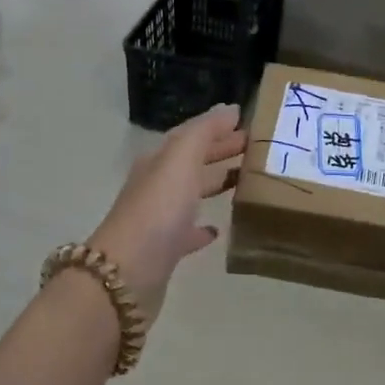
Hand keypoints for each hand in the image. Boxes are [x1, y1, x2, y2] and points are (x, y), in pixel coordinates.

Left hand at [89, 104, 246, 317]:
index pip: (191, 136)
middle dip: (221, 152)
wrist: (127, 275)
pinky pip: (188, 232)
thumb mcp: (180, 161)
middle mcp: (156, 186)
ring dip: (215, 184)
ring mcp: (159, 219)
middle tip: (257, 150)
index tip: (251, 125)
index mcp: (159, 162)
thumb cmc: (157, 211)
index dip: (218, 128)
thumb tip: (230, 109)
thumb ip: (204, 132)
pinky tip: (218, 230)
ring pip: (192, 194)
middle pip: (192, 163)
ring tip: (246, 182)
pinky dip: (203, 227)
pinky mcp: (165, 251)